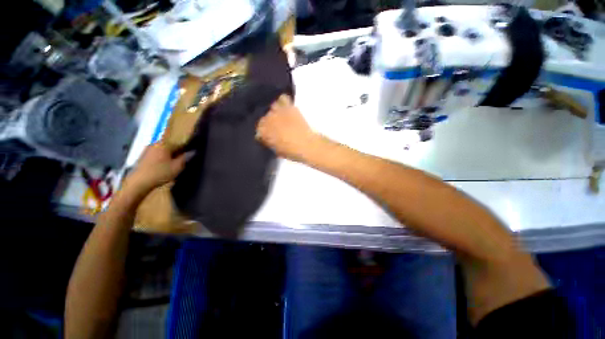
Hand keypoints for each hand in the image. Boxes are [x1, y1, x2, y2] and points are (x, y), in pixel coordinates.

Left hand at [124, 143, 188, 195]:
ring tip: (174, 165)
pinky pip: (157, 155)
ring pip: (164, 151)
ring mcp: (147, 150)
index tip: (192, 154)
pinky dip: (162, 160)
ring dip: (170, 156)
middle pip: (171, 147)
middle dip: (177, 152)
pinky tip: (164, 168)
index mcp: (164, 144)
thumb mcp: (177, 167)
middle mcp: (155, 144)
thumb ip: (185, 158)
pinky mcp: (143, 157)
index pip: (179, 143)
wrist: (138, 183)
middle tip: (184, 161)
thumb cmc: (160, 173)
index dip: (187, 149)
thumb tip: (192, 152)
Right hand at [256, 94, 319, 161]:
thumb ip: (269, 142)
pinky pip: (282, 98)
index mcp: (262, 132)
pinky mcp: (289, 107)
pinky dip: (283, 101)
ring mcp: (277, 111)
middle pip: (264, 117)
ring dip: (275, 111)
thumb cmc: (291, 151)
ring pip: (272, 106)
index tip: (268, 136)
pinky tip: (285, 107)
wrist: (306, 145)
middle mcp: (267, 119)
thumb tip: (267, 139)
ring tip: (280, 116)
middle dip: (268, 122)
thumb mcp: (276, 150)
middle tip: (276, 128)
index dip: (264, 133)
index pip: (258, 129)